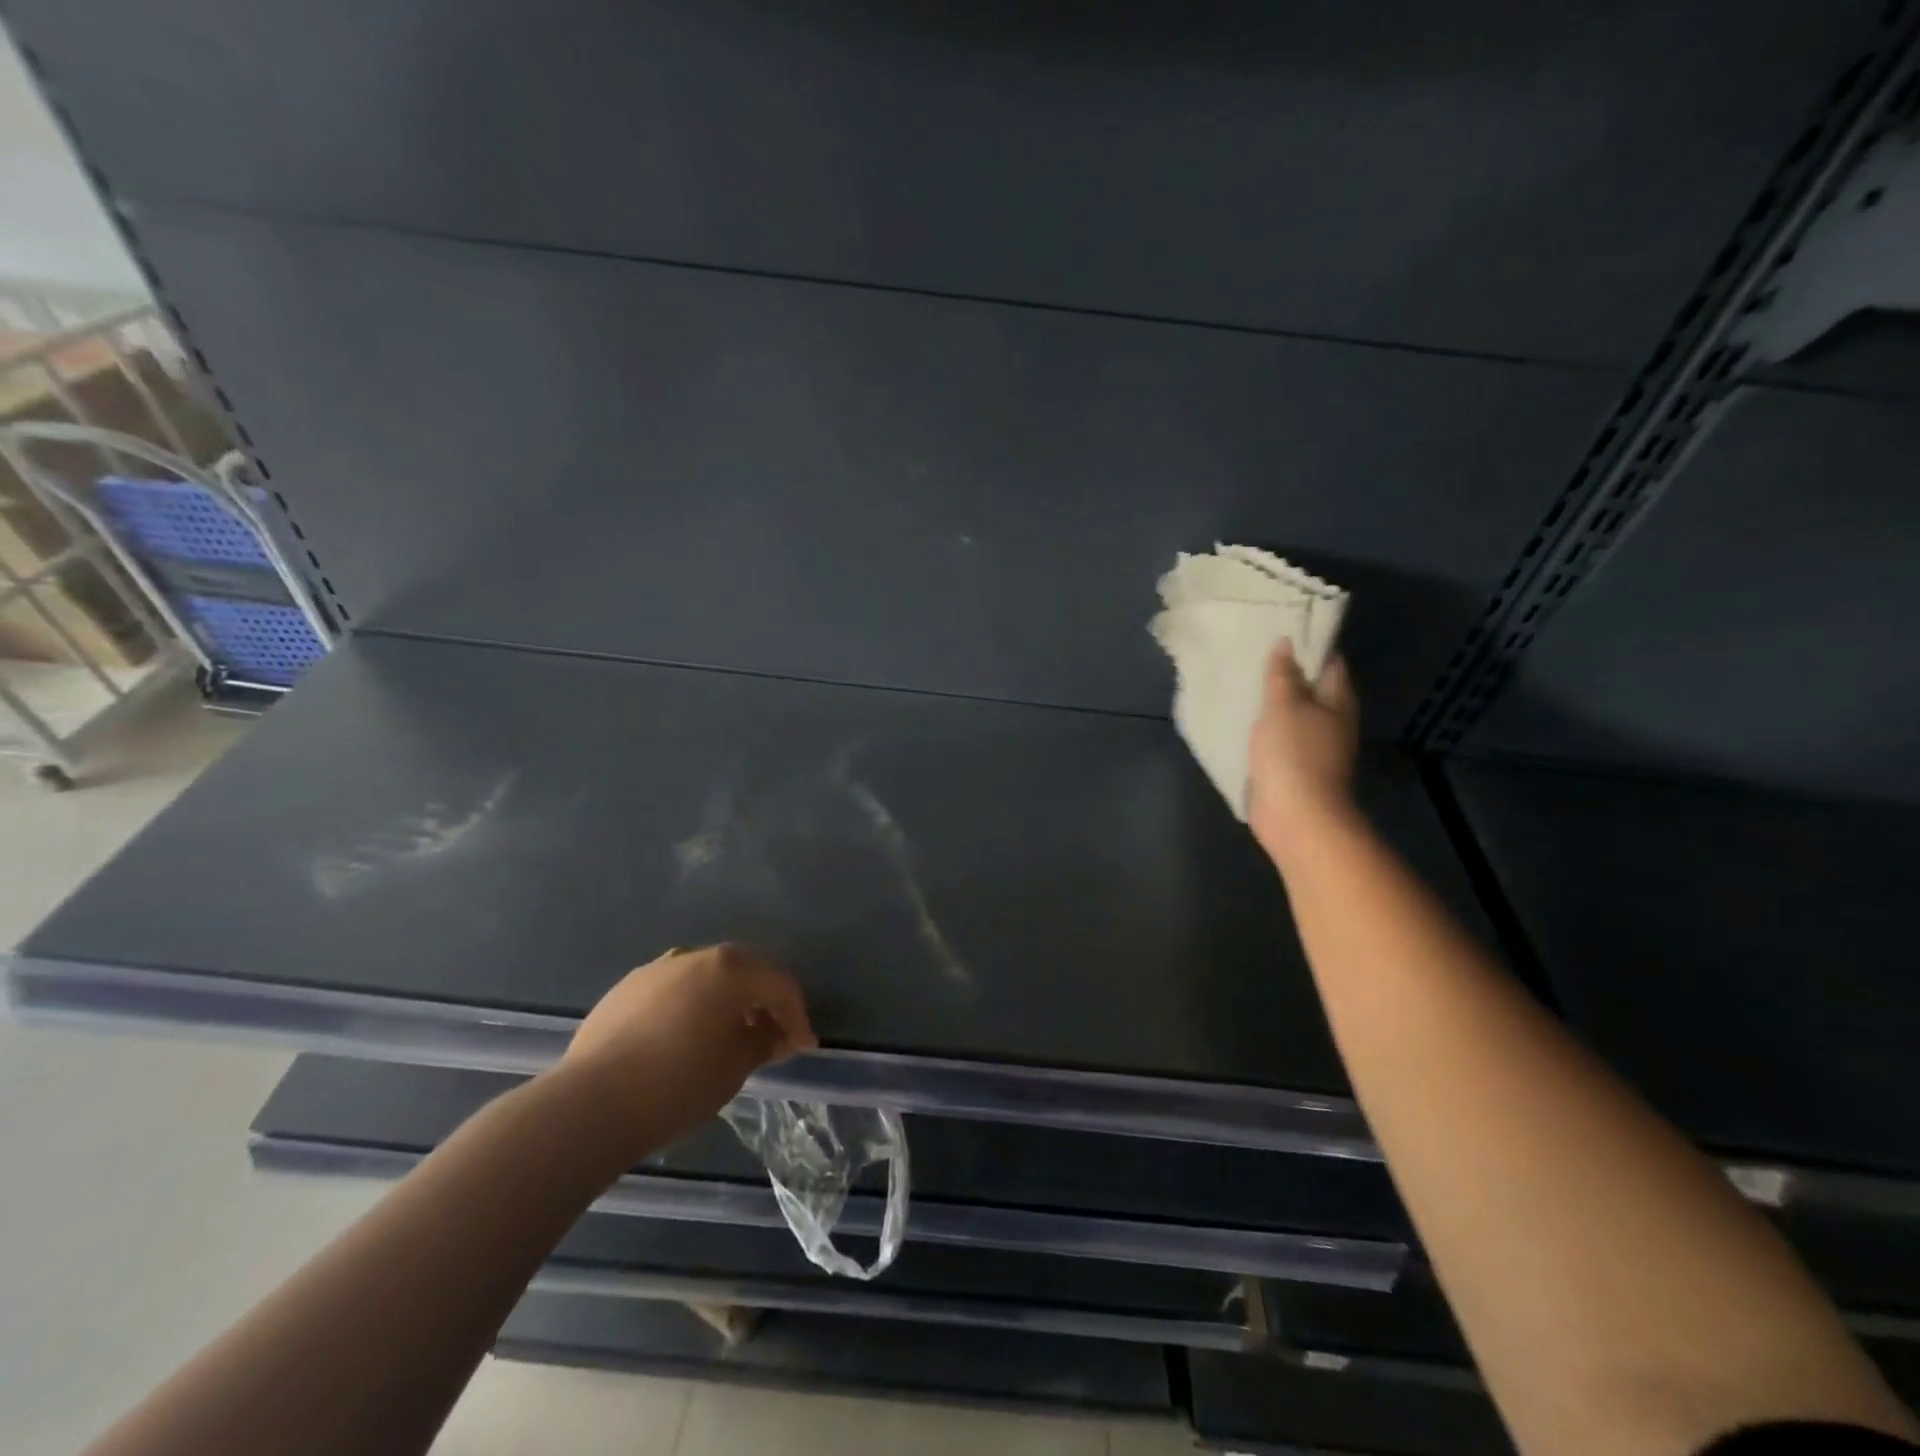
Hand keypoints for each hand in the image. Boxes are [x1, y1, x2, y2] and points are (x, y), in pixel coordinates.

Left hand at [559, 943, 816, 1150]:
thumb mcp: (736, 1066)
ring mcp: (656, 970)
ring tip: (730, 1036)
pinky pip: (674, 991)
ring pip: (706, 978)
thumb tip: (774, 1034)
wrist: (590, 1104)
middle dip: (763, 1002)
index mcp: (729, 967)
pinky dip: (692, 1007)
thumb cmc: (679, 1082)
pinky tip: (687, 1038)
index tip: (804, 1047)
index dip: (797, 1016)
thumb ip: (764, 1042)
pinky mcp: (625, 990)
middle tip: (774, 1036)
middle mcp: (694, 956)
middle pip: (744, 971)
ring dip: (726, 1002)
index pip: (779, 984)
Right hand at [1247, 640, 1360, 862]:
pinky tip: (1241, 717)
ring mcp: (1315, 744)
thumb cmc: (1294, 755)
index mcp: (1338, 699)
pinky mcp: (1295, 765)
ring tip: (1240, 680)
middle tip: (1250, 651)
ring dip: (1271, 699)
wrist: (1298, 817)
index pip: (1328, 659)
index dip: (1306, 641)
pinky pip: (1279, 736)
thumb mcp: (1284, 706)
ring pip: (1292, 712)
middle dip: (1284, 670)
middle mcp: (1332, 719)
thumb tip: (1286, 644)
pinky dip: (1263, 725)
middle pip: (1310, 685)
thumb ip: (1282, 675)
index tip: (1276, 627)